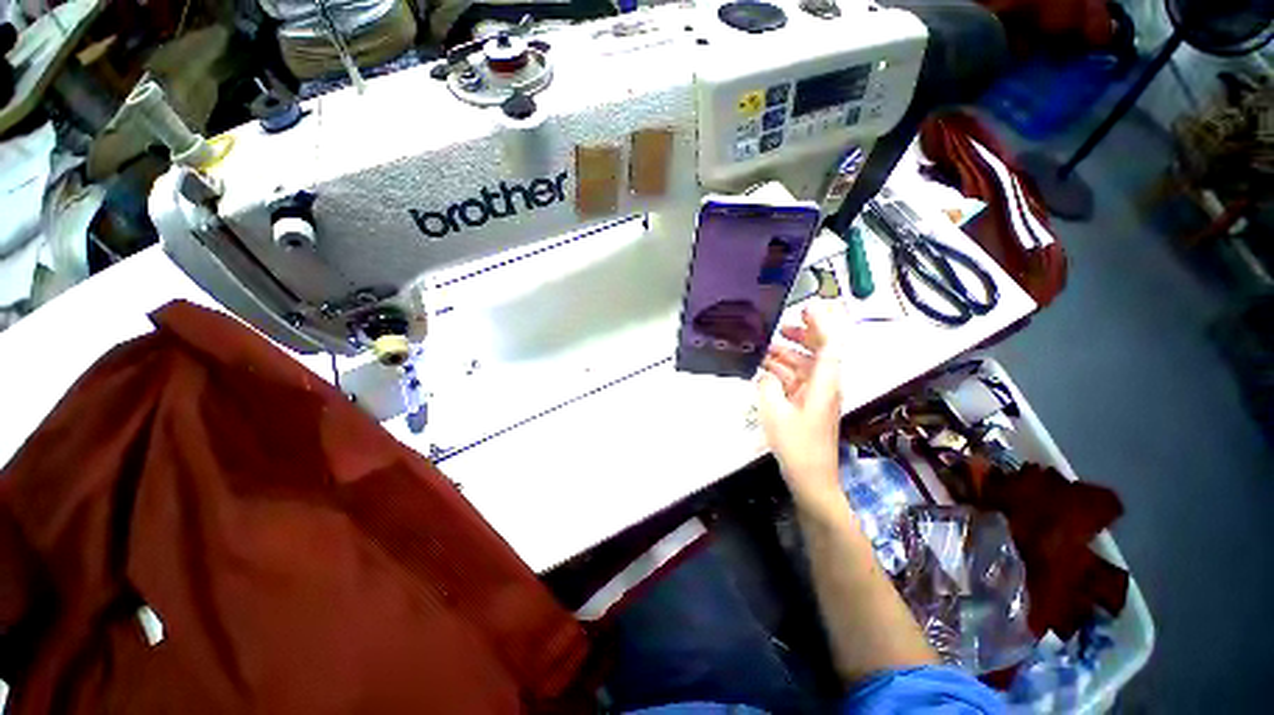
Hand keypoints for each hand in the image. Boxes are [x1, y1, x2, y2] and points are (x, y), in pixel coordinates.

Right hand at [757, 301, 846, 516]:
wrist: (810, 478)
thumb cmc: (797, 445)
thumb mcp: (775, 412)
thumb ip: (768, 385)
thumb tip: (765, 371)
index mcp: (824, 383)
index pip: (830, 345)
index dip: (822, 323)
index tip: (807, 307)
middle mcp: (824, 385)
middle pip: (819, 351)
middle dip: (803, 335)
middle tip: (780, 326)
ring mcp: (816, 395)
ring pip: (804, 365)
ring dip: (787, 354)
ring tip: (764, 347)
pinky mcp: (807, 405)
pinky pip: (796, 380)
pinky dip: (782, 372)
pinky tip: (764, 369)